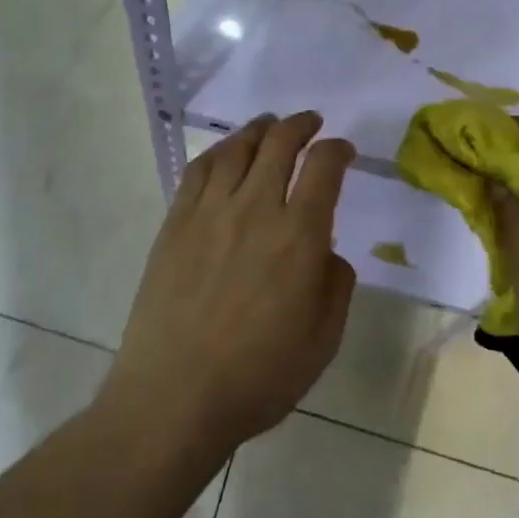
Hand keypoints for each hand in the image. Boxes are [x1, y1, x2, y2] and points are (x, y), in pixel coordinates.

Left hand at [100, 112, 356, 462]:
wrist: (174, 395)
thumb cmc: (258, 376)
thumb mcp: (323, 340)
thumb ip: (336, 285)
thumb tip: (327, 251)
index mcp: (298, 236)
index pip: (324, 168)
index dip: (338, 150)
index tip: (343, 150)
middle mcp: (255, 209)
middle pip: (279, 144)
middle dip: (301, 125)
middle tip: (311, 123)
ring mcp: (209, 212)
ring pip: (237, 149)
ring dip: (259, 129)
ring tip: (270, 124)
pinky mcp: (175, 222)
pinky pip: (198, 170)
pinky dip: (218, 150)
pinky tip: (225, 152)